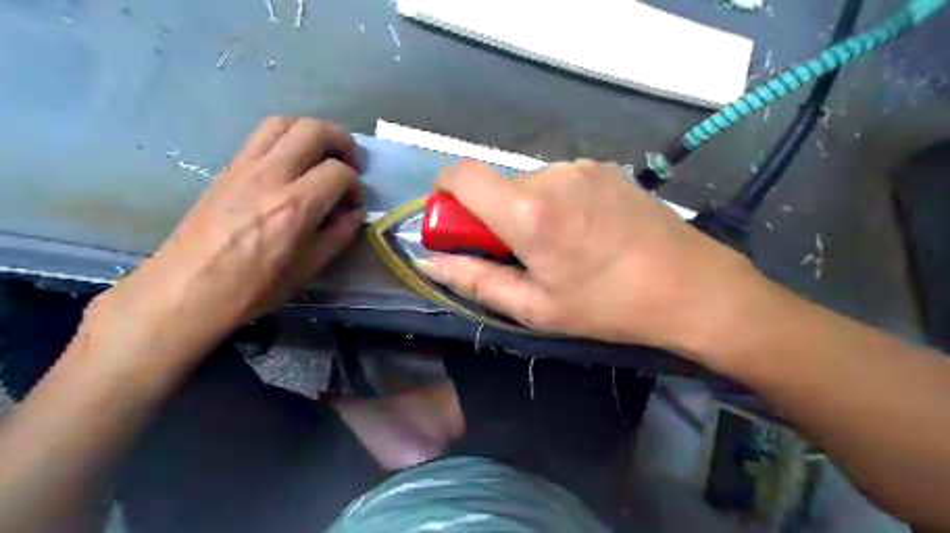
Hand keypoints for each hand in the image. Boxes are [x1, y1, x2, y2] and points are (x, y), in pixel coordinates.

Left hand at [87, 116, 363, 363]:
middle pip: (313, 131)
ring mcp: (244, 167)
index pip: (339, 173)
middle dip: (341, 141)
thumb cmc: (252, 288)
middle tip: (350, 163)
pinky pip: (261, 136)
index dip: (355, 185)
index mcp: (295, 207)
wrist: (186, 289)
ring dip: (311, 131)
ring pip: (284, 122)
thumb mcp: (307, 268)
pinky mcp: (227, 168)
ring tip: (322, 154)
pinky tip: (292, 163)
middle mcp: (271, 176)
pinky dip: (286, 138)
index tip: (355, 202)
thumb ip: (338, 234)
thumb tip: (354, 212)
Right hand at [420, 160, 765, 355]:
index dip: (445, 194)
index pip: (459, 174)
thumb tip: (430, 262)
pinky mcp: (605, 168)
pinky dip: (556, 202)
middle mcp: (550, 174)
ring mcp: (582, 166)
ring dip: (527, 210)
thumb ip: (474, 280)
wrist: (691, 287)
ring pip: (528, 183)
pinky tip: (586, 231)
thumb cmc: (607, 305)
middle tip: (519, 254)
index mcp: (526, 210)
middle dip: (492, 215)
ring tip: (561, 247)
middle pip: (496, 184)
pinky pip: (560, 180)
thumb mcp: (534, 307)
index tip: (456, 225)